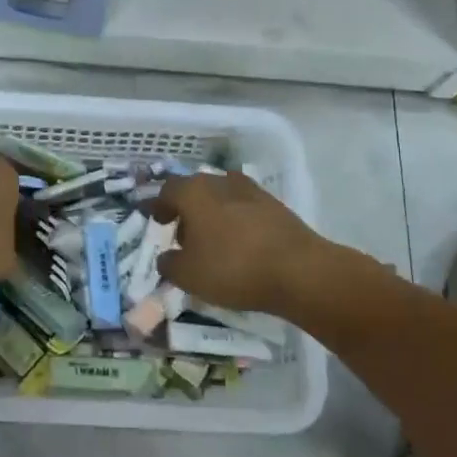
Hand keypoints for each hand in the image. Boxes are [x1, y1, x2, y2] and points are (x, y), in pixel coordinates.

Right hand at [152, 171, 334, 314]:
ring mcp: (250, 190)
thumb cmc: (233, 268)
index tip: (158, 221)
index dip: (159, 205)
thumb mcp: (188, 276)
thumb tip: (166, 257)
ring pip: (221, 197)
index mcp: (193, 192)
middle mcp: (220, 181)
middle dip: (186, 210)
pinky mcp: (274, 205)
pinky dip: (235, 221)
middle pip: (195, 190)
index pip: (168, 190)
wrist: (299, 271)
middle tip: (183, 234)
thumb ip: (169, 264)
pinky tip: (239, 244)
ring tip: (213, 241)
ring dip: (212, 214)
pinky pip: (244, 208)